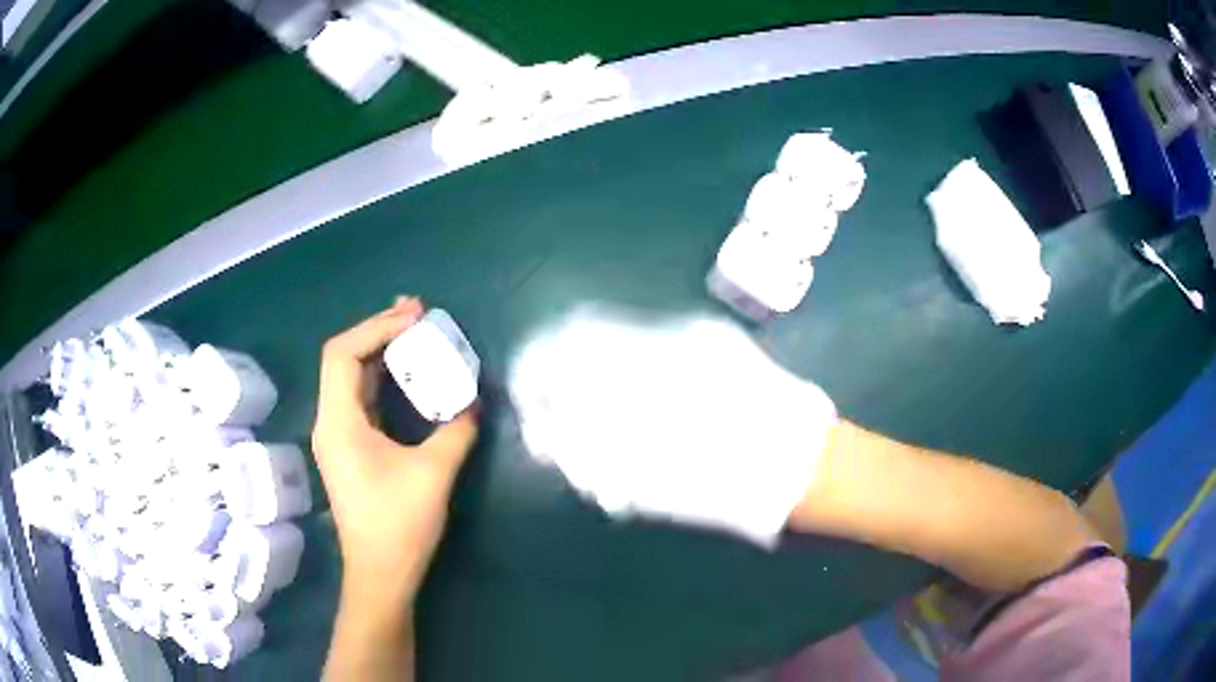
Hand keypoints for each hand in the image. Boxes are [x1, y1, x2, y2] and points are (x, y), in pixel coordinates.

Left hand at [312, 297, 478, 606]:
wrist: (381, 574)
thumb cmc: (400, 525)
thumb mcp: (435, 473)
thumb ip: (456, 429)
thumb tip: (471, 401)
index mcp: (338, 422)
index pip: (342, 354)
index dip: (376, 328)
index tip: (415, 320)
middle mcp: (330, 422)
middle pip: (344, 359)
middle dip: (379, 330)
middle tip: (418, 312)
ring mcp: (338, 436)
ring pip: (352, 378)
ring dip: (381, 351)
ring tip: (414, 330)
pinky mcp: (351, 449)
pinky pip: (361, 399)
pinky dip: (382, 378)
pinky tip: (405, 372)